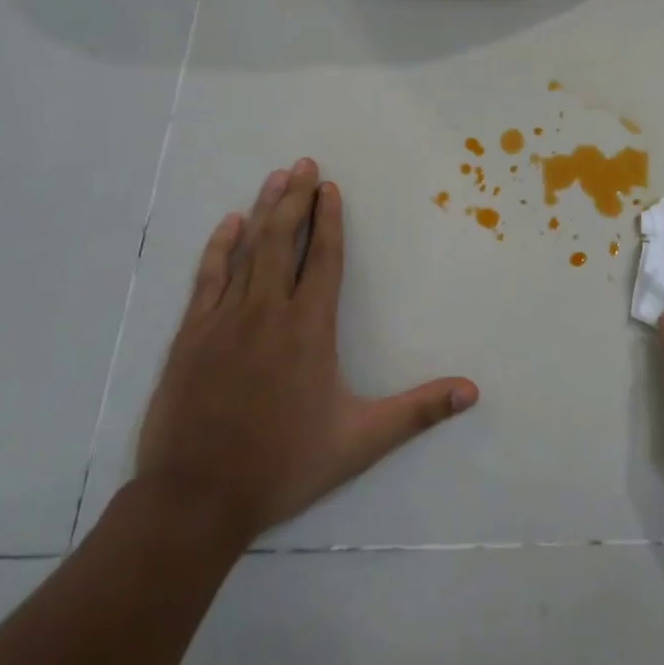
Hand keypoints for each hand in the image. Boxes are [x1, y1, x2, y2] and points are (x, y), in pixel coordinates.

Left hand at [134, 159, 477, 553]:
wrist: (195, 501)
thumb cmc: (283, 465)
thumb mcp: (360, 441)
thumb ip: (418, 412)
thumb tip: (472, 391)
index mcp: (309, 329)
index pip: (325, 259)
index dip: (330, 220)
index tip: (331, 187)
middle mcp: (268, 313)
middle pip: (284, 242)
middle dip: (295, 199)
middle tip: (303, 164)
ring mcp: (224, 321)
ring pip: (248, 251)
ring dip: (264, 212)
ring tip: (275, 178)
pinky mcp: (191, 336)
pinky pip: (208, 278)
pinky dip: (219, 248)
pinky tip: (228, 225)